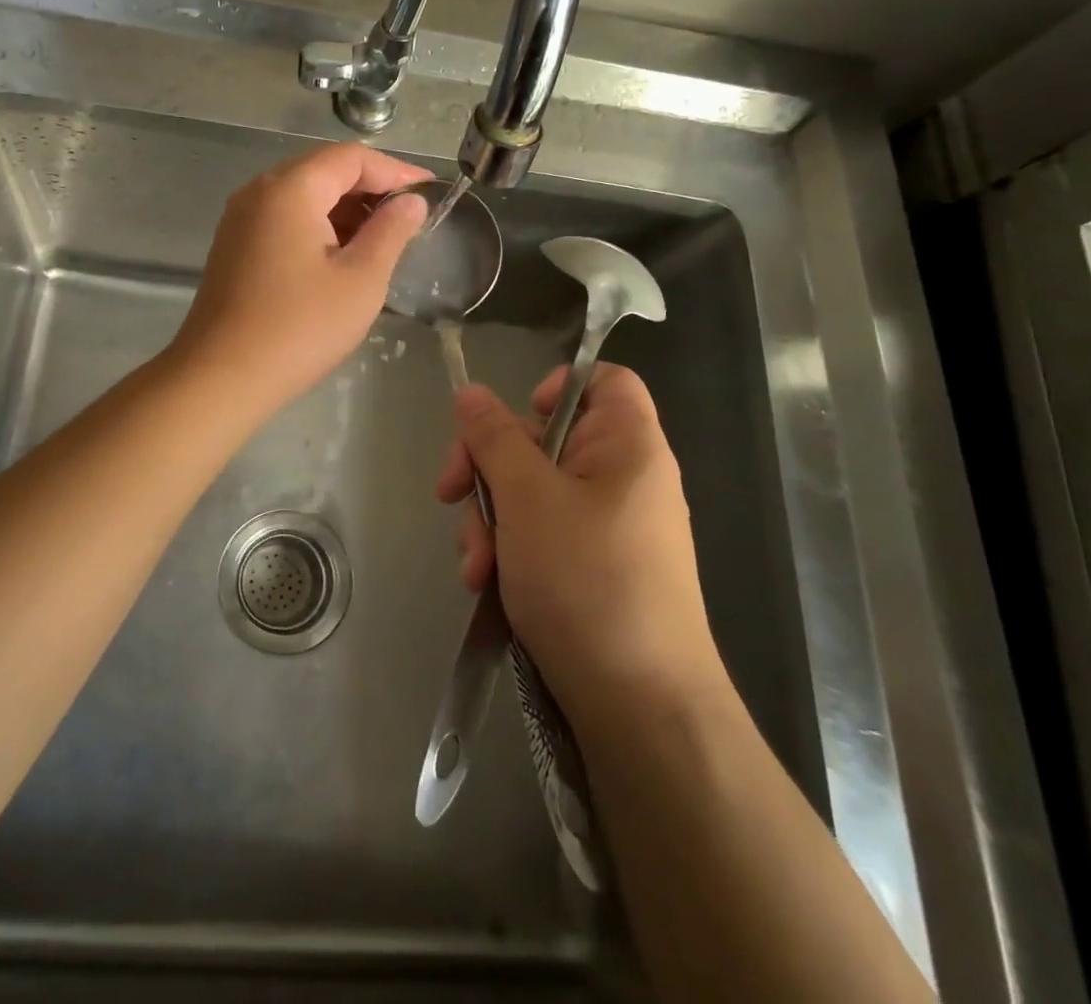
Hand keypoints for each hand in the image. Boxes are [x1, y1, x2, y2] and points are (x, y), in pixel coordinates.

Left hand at [171, 142, 428, 410]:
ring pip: (302, 196)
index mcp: (290, 189)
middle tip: (409, 217)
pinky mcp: (233, 246)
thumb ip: (390, 231)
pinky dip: (317, 226)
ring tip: (381, 239)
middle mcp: (258, 192)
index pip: (351, 157)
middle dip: (370, 188)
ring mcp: (240, 220)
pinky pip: (283, 219)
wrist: (221, 377)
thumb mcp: (361, 279)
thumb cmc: (300, 327)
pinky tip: (340, 256)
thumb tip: (411, 203)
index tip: (430, 193)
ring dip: (344, 209)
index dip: (396, 171)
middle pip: (323, 170)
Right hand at [435, 364, 723, 727]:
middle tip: (451, 495)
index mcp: (626, 445)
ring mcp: (604, 527)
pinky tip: (488, 586)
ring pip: (529, 492)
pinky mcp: (588, 569)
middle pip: (543, 439)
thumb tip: (471, 392)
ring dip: (490, 521)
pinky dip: (508, 552)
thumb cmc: (587, 581)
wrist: (639, 708)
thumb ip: (494, 437)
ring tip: (477, 568)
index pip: (602, 381)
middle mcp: (620, 479)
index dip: (554, 387)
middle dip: (489, 469)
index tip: (509, 424)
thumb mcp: (527, 497)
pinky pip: (538, 536)